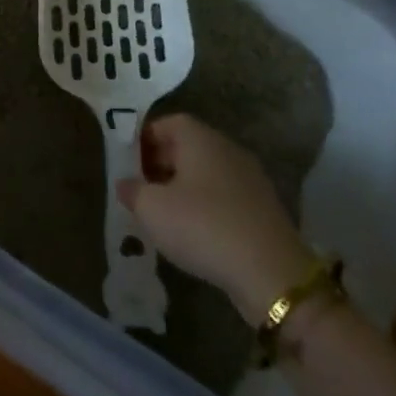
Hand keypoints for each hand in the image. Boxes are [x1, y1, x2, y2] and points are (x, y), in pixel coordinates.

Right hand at [115, 114, 312, 314]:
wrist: (270, 273)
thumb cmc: (202, 226)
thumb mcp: (152, 209)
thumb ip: (133, 191)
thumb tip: (125, 184)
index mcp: (200, 139)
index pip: (169, 122)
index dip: (145, 138)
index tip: (129, 162)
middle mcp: (228, 149)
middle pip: (188, 146)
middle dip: (162, 163)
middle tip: (141, 188)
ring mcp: (250, 179)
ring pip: (207, 172)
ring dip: (184, 187)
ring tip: (163, 213)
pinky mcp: (263, 208)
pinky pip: (225, 196)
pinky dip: (206, 206)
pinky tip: (195, 232)